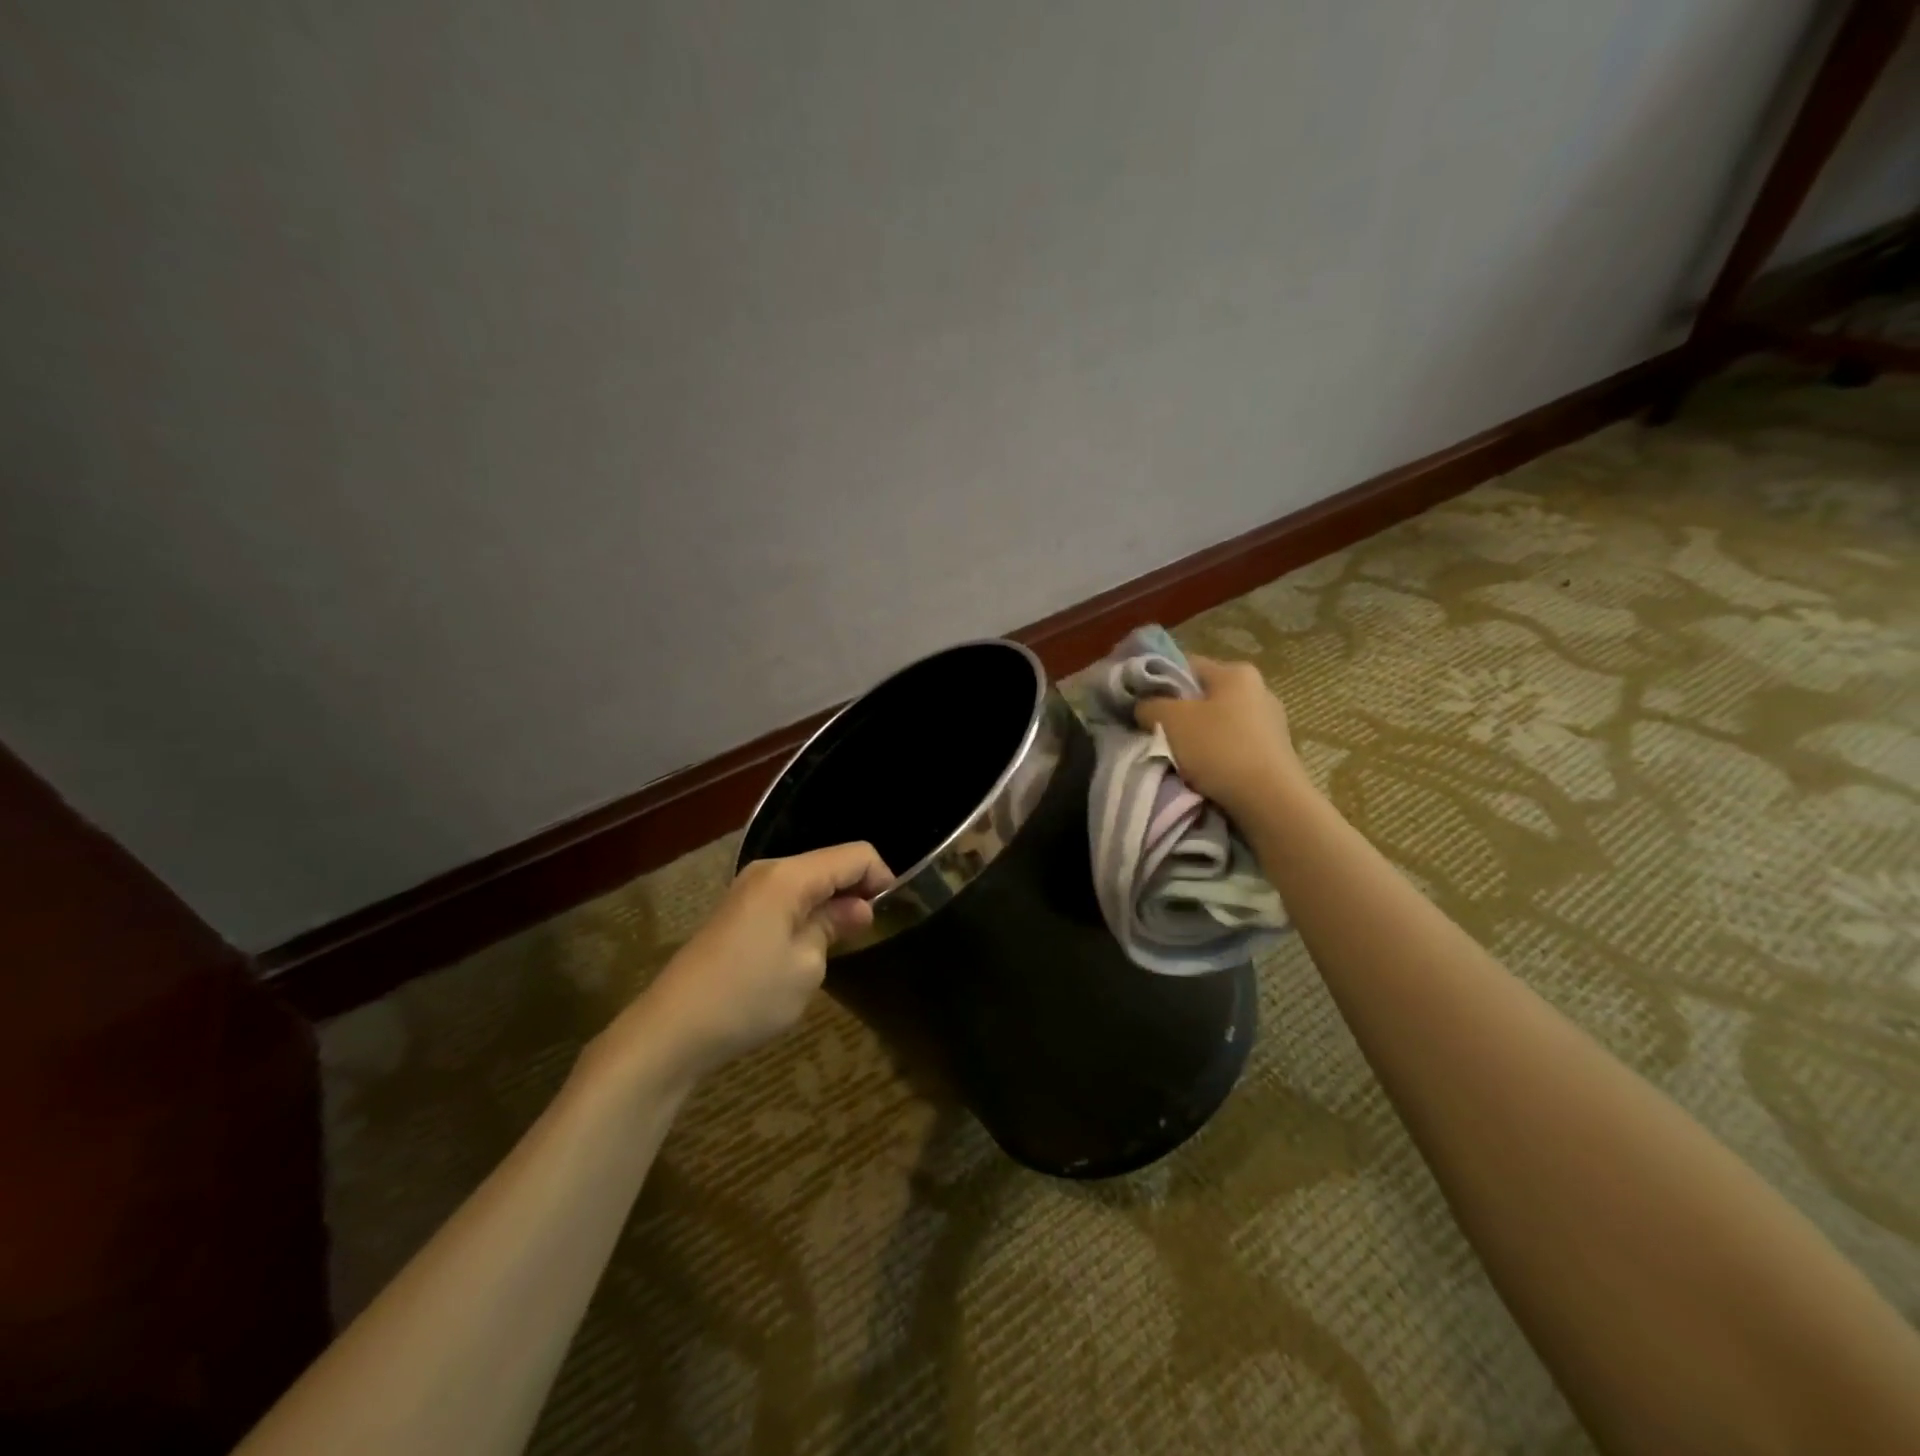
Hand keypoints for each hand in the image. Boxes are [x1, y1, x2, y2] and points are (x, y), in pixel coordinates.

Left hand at [612, 842, 893, 1079]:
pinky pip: (786, 896)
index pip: (855, 855)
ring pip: (809, 880)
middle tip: (870, 933)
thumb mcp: (806, 967)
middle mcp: (769, 870)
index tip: (894, 913)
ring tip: (843, 942)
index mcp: (789, 876)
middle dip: (856, 889)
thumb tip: (857, 909)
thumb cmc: (747, 996)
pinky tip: (809, 945)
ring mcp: (749, 888)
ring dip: (831, 902)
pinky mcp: (737, 910)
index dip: (882, 878)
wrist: (671, 1029)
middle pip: (831, 862)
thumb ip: (835, 926)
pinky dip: (807, 911)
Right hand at [1135, 656, 1306, 822]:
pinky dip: (1217, 755)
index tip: (1142, 704)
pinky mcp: (1275, 752)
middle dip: (1179, 713)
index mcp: (1236, 672)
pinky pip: (1234, 745)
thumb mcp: (1168, 720)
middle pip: (1204, 696)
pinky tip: (1205, 772)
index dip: (1159, 681)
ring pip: (1219, 723)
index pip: (1186, 665)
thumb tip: (1145, 707)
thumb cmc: (1218, 748)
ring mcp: (1272, 722)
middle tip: (1155, 733)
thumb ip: (1149, 706)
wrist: (1269, 800)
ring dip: (1197, 737)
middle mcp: (1259, 690)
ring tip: (1178, 758)